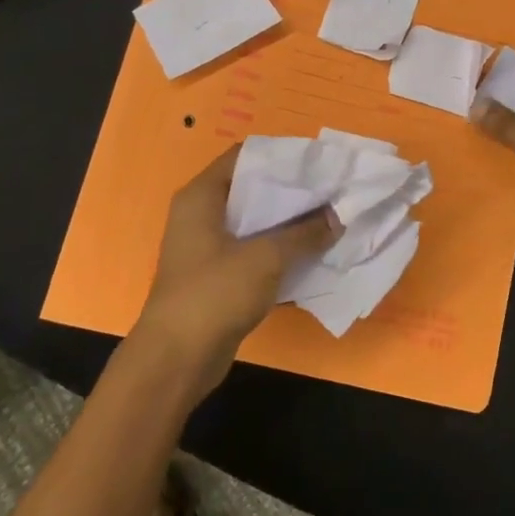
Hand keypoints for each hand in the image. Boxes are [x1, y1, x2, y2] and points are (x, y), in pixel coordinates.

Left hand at [134, 146, 334, 393]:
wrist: (177, 359)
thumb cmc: (215, 293)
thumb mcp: (266, 257)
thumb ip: (304, 234)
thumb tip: (337, 217)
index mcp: (202, 196)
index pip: (244, 156)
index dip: (281, 156)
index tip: (317, 162)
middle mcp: (201, 214)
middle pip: (252, 189)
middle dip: (291, 191)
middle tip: (330, 190)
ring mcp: (208, 246)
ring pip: (255, 222)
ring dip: (288, 223)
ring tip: (328, 218)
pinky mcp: (218, 275)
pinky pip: (254, 250)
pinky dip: (279, 249)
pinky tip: (311, 252)